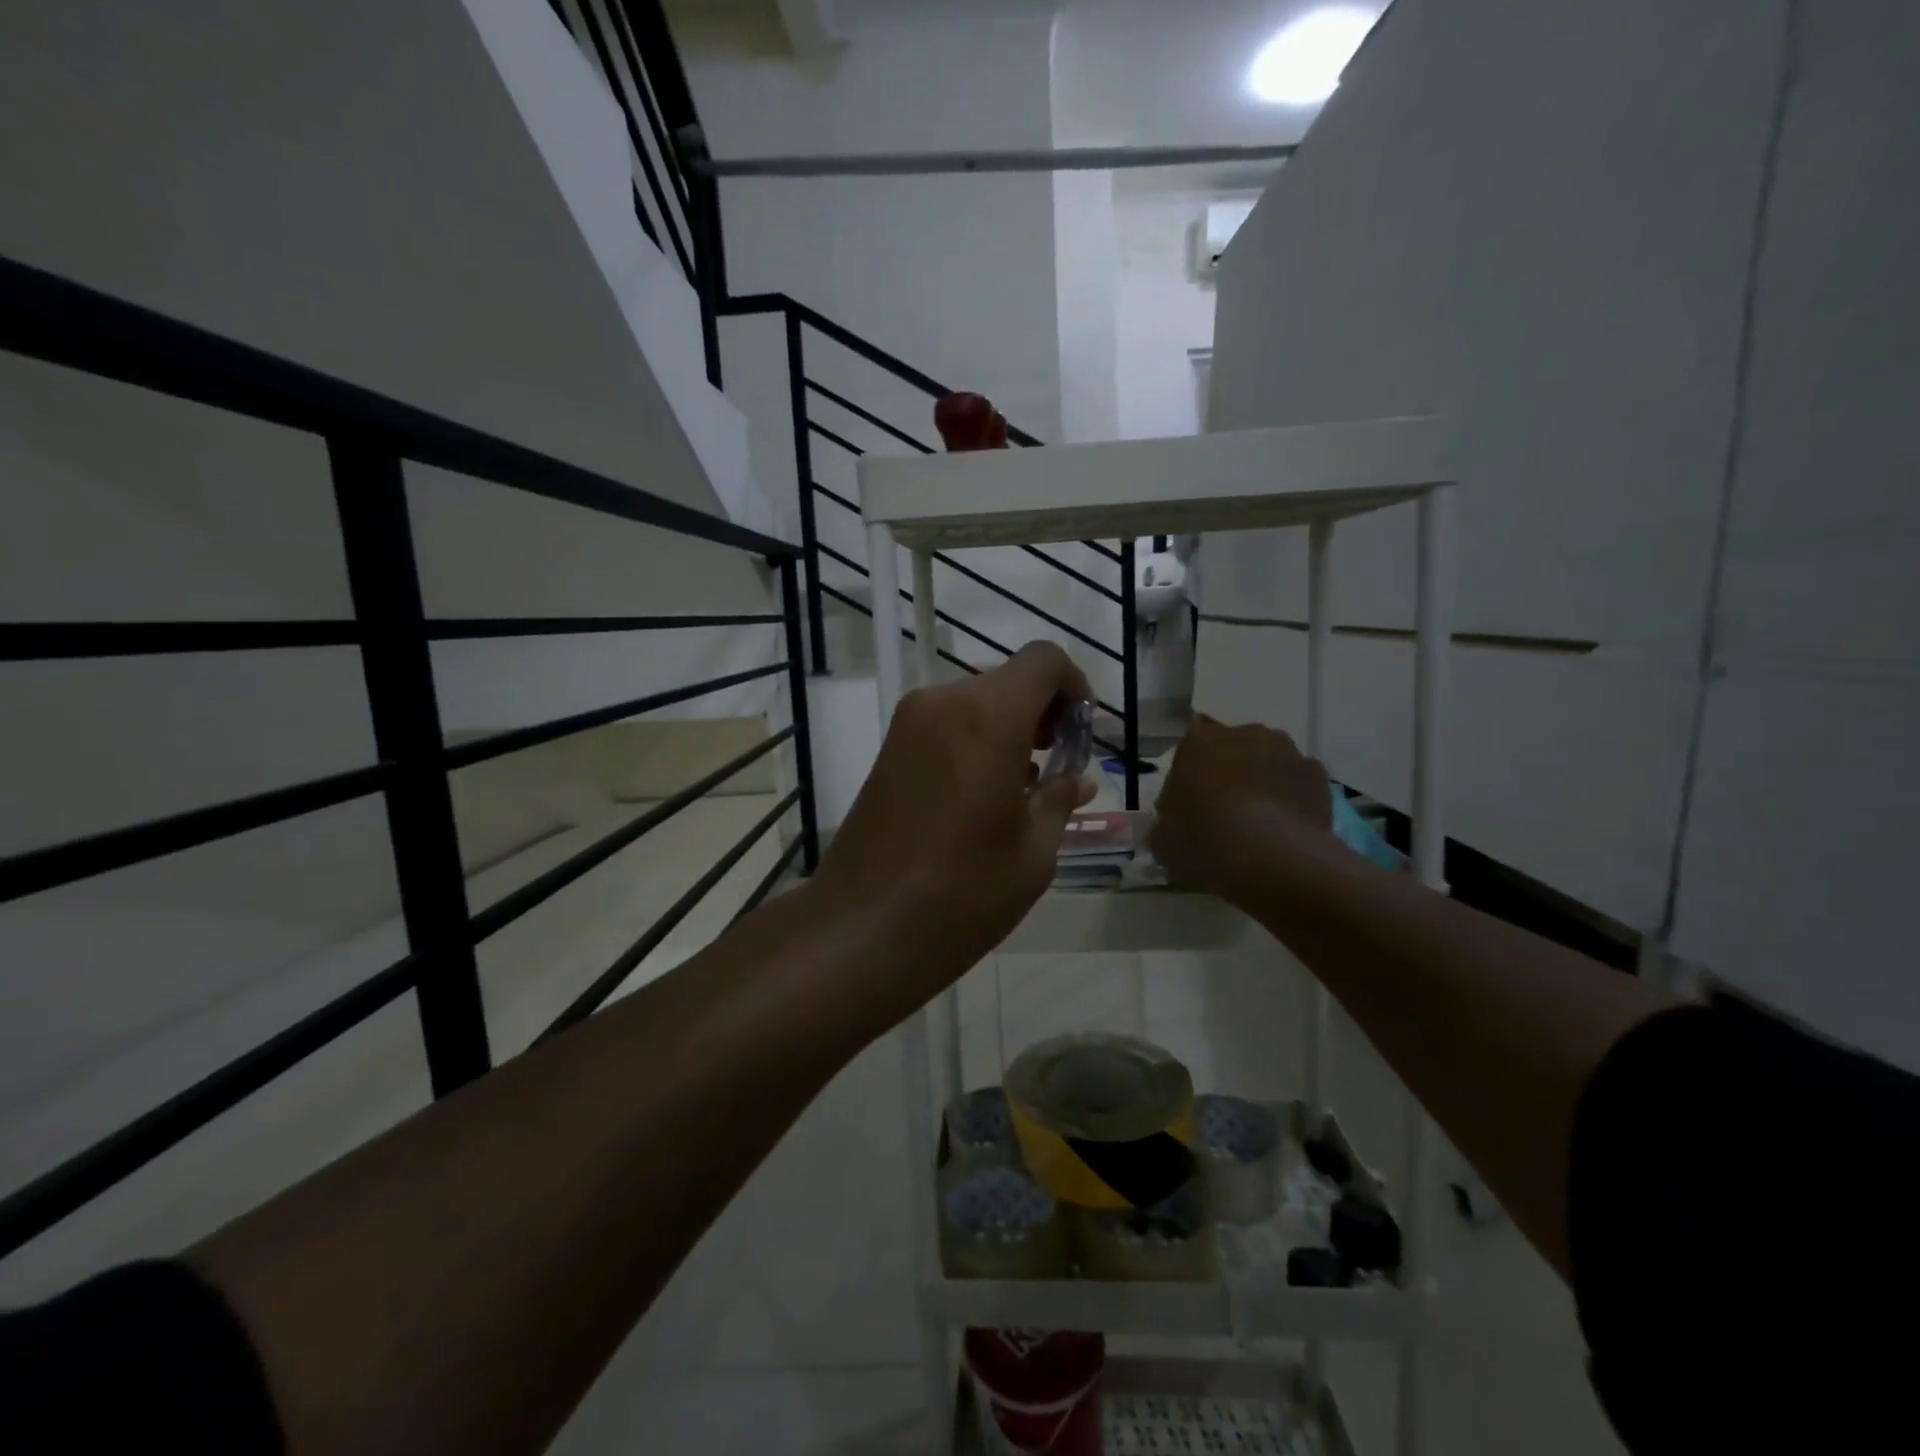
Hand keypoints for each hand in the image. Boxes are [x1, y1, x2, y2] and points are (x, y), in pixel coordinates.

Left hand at [814, 642, 1096, 1001]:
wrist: (862, 929)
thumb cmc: (963, 893)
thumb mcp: (1034, 853)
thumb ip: (1059, 799)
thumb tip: (1075, 779)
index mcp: (988, 717)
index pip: (1044, 661)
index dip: (1074, 687)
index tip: (1080, 735)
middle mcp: (943, 703)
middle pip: (1008, 682)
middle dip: (1042, 713)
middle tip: (1057, 768)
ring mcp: (908, 725)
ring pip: (975, 703)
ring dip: (1008, 730)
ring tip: (1024, 789)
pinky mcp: (888, 750)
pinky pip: (945, 725)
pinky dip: (974, 742)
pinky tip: (983, 796)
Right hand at [1149, 715, 1332, 897]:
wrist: (1277, 861)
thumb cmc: (1208, 843)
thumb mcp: (1163, 840)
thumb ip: (1167, 822)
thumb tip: (1175, 822)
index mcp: (1198, 742)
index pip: (1188, 752)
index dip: (1188, 780)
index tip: (1188, 808)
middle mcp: (1243, 734)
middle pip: (1230, 750)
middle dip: (1226, 774)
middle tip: (1221, 814)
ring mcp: (1285, 751)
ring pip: (1265, 762)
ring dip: (1260, 782)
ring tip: (1258, 823)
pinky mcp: (1317, 774)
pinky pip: (1295, 782)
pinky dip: (1290, 797)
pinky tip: (1285, 828)